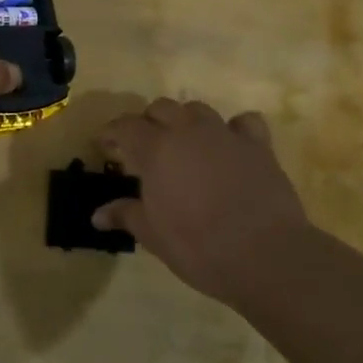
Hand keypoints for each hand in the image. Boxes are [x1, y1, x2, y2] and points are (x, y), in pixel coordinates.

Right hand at [94, 99, 312, 307]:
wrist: (264, 255)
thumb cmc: (198, 246)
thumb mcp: (153, 235)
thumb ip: (125, 215)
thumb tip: (97, 215)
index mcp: (156, 149)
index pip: (125, 126)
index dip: (111, 133)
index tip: (104, 145)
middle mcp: (188, 131)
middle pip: (161, 108)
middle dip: (147, 123)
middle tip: (143, 148)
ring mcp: (225, 134)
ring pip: (197, 110)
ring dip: (185, 121)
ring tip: (183, 144)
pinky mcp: (258, 145)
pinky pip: (243, 122)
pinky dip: (233, 129)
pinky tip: (230, 145)